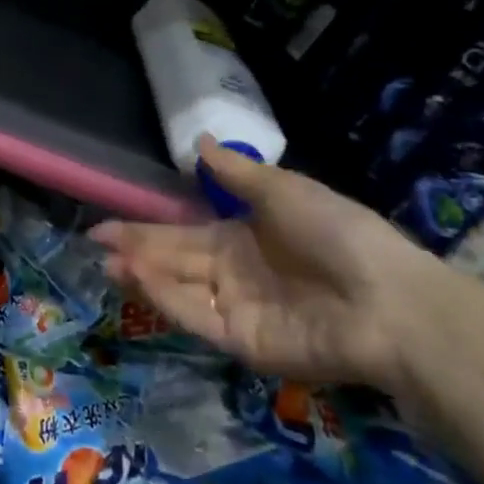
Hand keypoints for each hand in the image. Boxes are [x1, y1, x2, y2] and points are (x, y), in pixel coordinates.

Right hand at [90, 137, 452, 391]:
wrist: (388, 301)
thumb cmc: (337, 234)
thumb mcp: (284, 191)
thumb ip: (235, 174)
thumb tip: (197, 141)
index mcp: (244, 238)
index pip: (183, 234)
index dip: (146, 229)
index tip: (108, 225)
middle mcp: (234, 273)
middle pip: (174, 260)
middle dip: (135, 250)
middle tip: (95, 242)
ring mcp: (236, 309)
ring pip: (178, 289)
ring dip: (142, 275)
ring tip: (107, 262)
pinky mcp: (241, 342)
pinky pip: (196, 316)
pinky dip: (166, 298)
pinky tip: (138, 277)